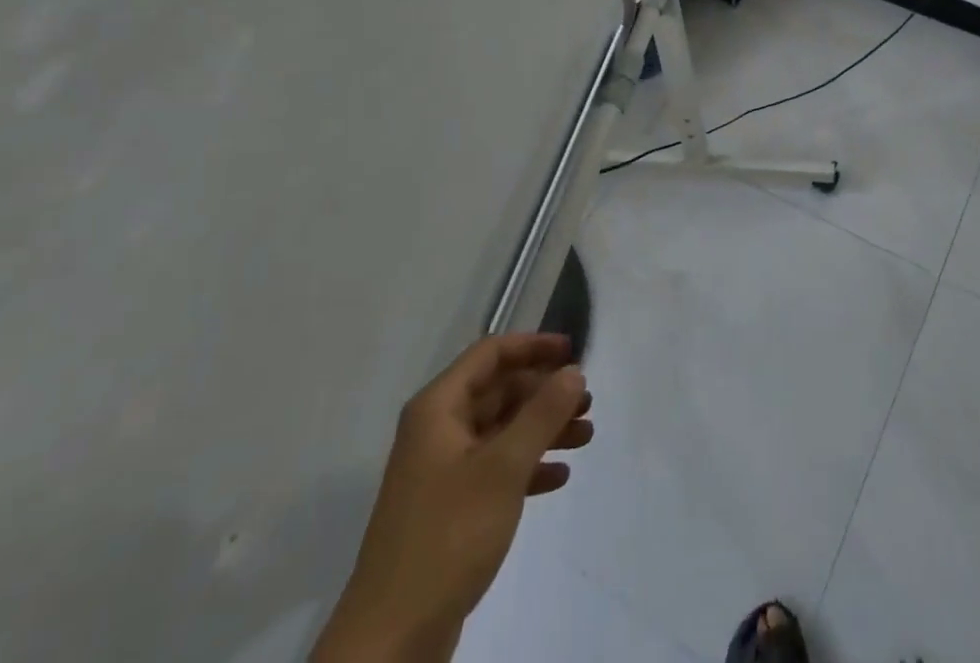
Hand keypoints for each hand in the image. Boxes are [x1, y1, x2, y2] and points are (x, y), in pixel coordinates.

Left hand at [313, 333, 591, 662]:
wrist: (391, 640)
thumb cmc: (448, 535)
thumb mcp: (504, 467)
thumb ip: (542, 413)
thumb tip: (573, 370)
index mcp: (438, 409)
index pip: (490, 353)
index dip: (533, 346)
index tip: (573, 351)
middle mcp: (437, 431)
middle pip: (499, 391)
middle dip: (544, 393)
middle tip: (587, 401)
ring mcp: (441, 472)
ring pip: (501, 431)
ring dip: (543, 429)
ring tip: (586, 436)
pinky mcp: (449, 510)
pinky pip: (495, 470)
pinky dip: (527, 467)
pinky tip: (559, 477)